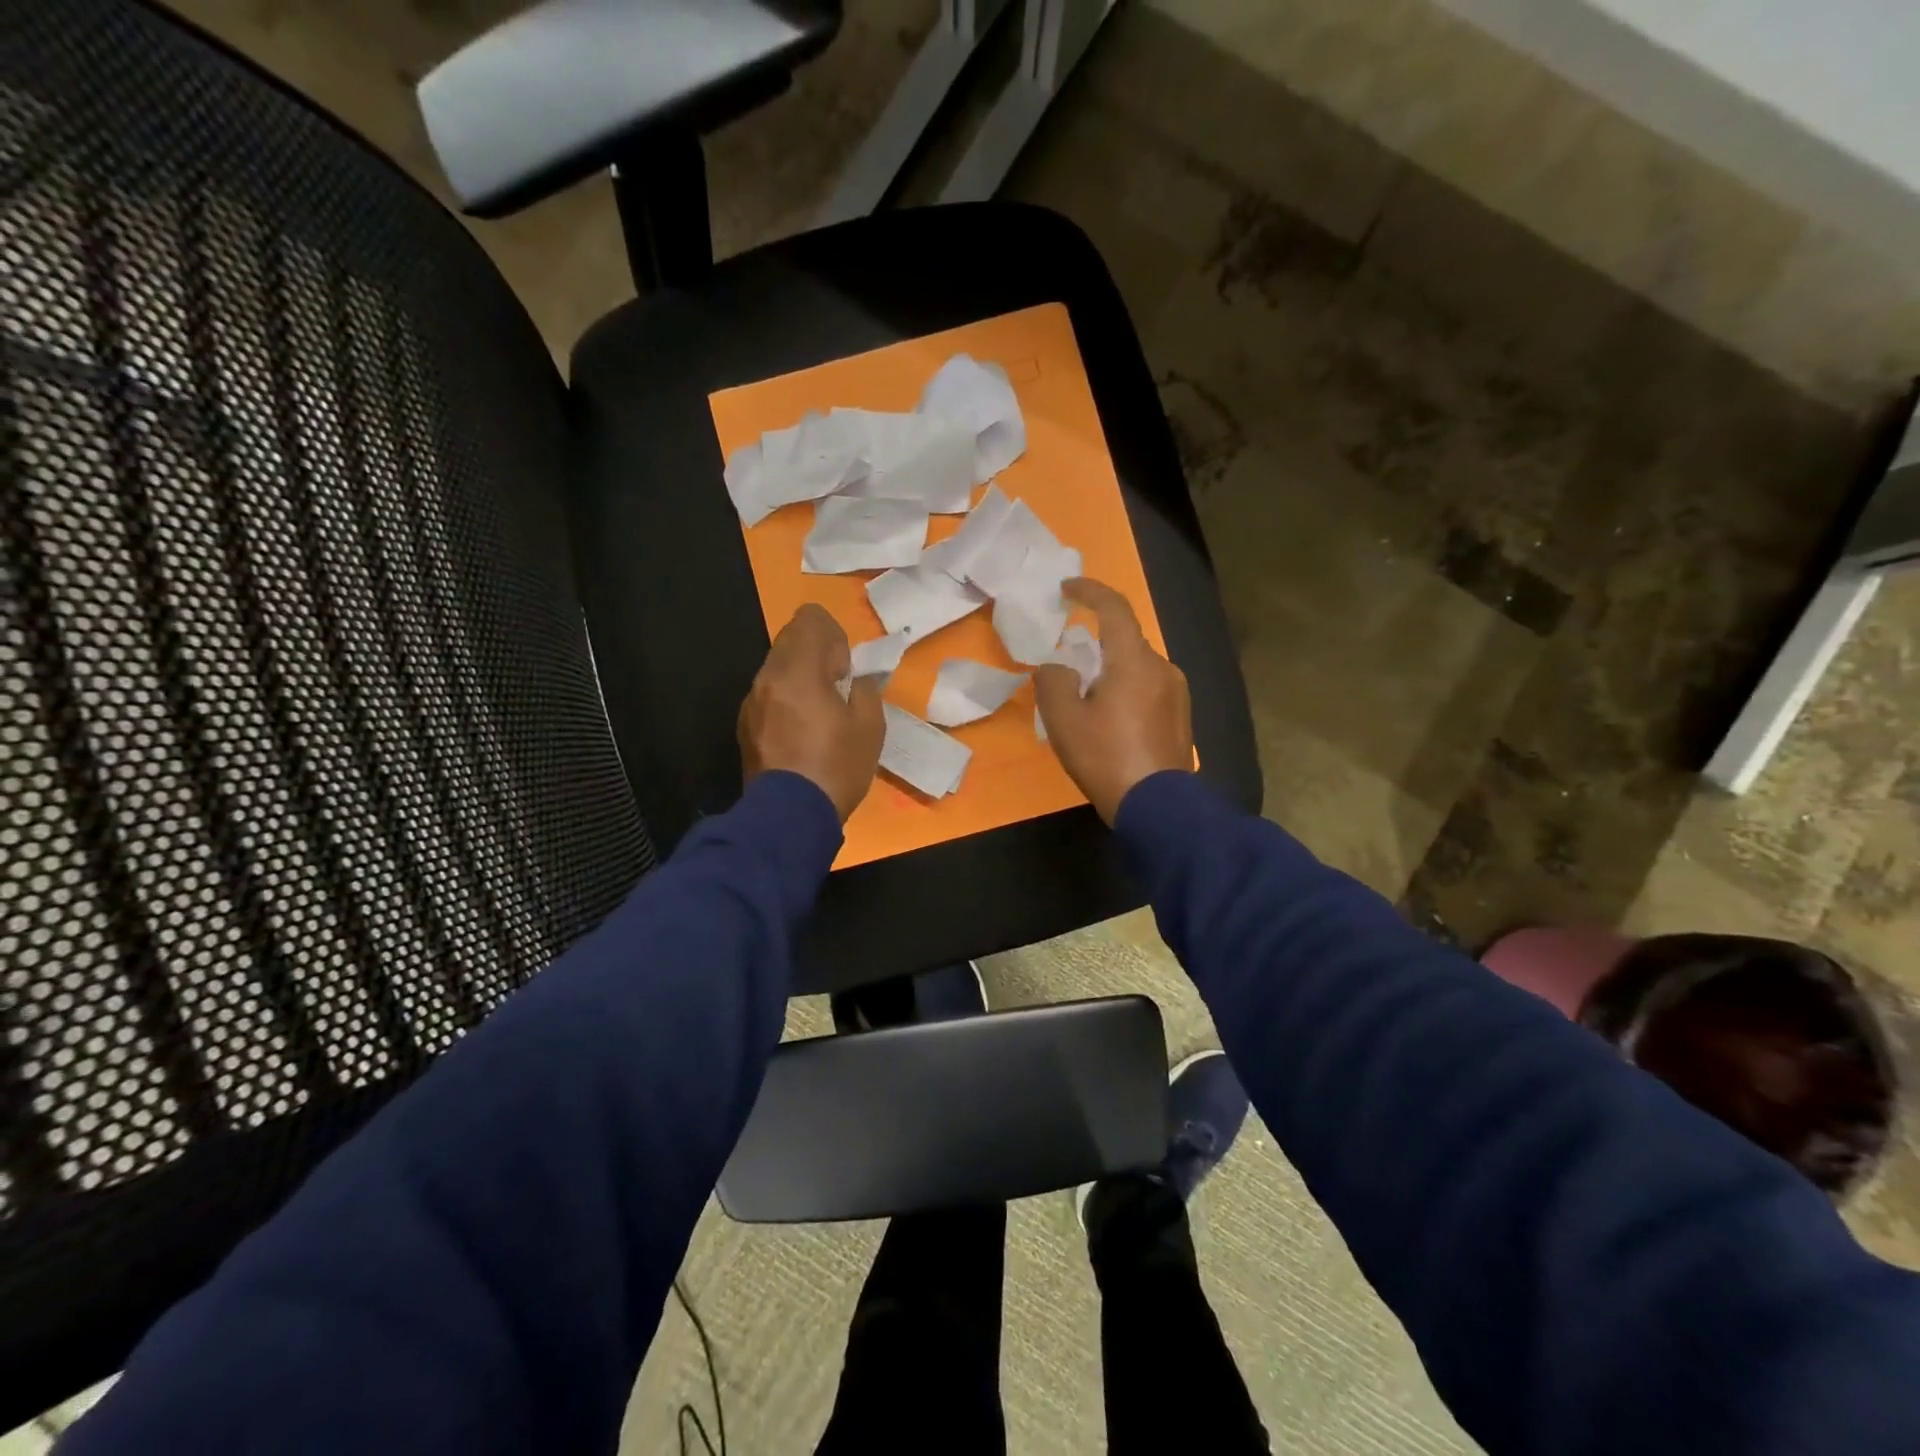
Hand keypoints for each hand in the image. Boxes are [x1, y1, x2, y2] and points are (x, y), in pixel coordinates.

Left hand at [739, 605, 884, 821]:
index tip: (845, 668)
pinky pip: (768, 695)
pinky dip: (786, 700)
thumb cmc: (836, 767)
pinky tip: (802, 733)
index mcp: (799, 670)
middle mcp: (768, 678)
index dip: (833, 634)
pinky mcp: (745, 725)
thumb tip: (856, 680)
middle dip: (817, 654)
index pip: (810, 618)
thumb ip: (865, 690)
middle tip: (837, 688)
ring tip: (821, 713)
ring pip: (776, 668)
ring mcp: (751, 702)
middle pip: (790, 640)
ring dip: (800, 677)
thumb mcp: (870, 726)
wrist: (789, 816)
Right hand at [1034, 579, 1192, 824]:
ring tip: (1088, 703)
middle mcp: (1162, 667)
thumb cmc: (1105, 757)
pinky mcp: (1182, 716)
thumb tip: (1058, 668)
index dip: (1088, 591)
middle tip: (1068, 669)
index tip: (1066, 588)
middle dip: (1095, 644)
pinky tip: (1112, 722)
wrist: (1157, 806)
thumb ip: (1053, 680)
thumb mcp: (1063, 719)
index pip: (1114, 607)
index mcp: (1134, 660)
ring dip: (1111, 672)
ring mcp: (1177, 693)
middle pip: (1124, 641)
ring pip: (1137, 667)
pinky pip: (1148, 689)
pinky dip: (1126, 691)